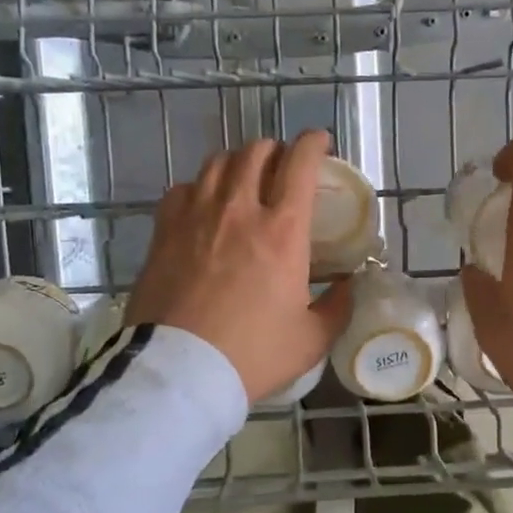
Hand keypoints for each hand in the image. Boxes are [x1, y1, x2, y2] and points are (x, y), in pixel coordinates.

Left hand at [127, 131, 353, 401]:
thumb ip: (336, 307)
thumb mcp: (311, 339)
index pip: (300, 164)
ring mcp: (196, 216)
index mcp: (282, 231)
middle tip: (283, 167)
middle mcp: (239, 210)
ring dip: (237, 162)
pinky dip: (199, 187)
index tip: (320, 142)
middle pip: (256, 153)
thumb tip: (348, 287)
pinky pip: (182, 189)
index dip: (313, 143)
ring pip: (217, 163)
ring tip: (244, 178)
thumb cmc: (253, 354)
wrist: (181, 370)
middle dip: (275, 150)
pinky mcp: (164, 231)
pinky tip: (203, 204)